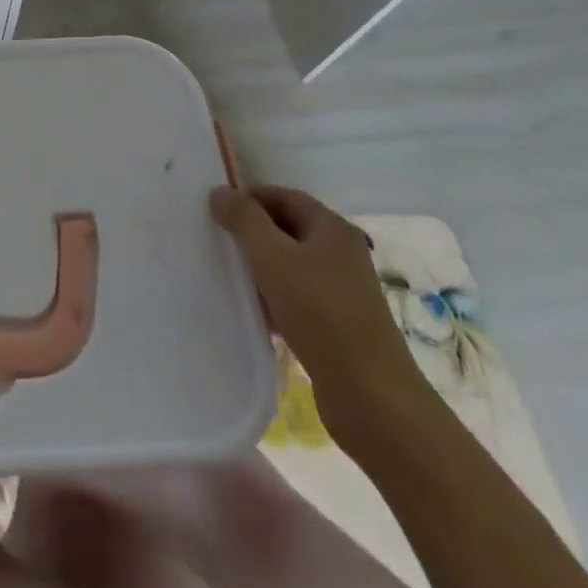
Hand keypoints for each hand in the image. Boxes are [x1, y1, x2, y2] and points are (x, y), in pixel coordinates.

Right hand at [210, 184, 429, 444]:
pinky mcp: (337, 323)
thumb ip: (244, 220)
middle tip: (216, 238)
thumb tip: (220, 191)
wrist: (371, 396)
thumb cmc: (321, 314)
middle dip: (252, 231)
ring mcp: (342, 290)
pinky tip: (254, 310)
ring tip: (229, 274)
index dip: (250, 197)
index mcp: (333, 230)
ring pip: (290, 264)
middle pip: (288, 228)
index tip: (216, 209)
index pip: (285, 196)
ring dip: (260, 266)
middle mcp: (341, 254)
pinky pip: (296, 295)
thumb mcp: (273, 258)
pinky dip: (273, 296)